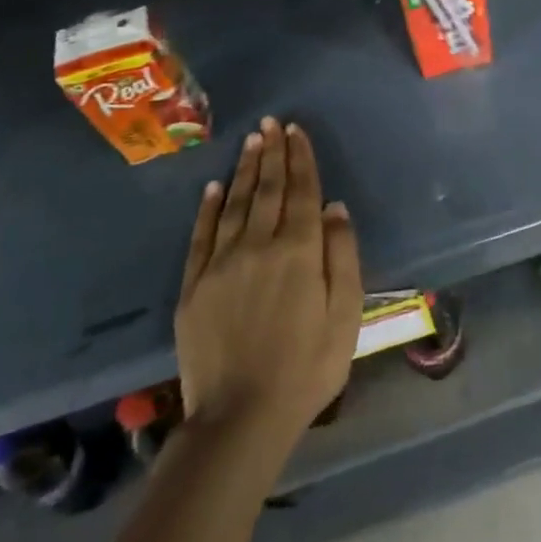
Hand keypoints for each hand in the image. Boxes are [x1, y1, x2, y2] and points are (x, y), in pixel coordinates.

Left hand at [175, 118, 363, 442]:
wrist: (240, 418)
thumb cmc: (307, 367)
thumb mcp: (347, 315)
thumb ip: (343, 256)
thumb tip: (335, 207)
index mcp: (299, 251)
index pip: (302, 191)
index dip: (301, 158)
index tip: (296, 130)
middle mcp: (259, 245)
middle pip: (268, 189)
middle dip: (273, 153)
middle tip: (272, 123)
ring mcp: (222, 263)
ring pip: (234, 204)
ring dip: (244, 169)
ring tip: (251, 141)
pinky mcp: (194, 285)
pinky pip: (201, 235)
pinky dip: (208, 208)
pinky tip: (213, 187)